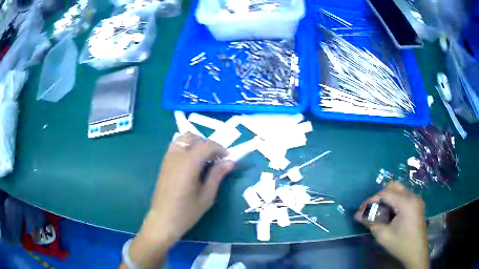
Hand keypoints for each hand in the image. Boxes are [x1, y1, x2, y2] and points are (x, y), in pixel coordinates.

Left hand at [121, 133, 234, 268]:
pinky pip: (176, 146)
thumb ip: (217, 175)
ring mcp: (168, 158)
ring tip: (204, 159)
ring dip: (196, 143)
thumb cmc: (186, 212)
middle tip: (216, 158)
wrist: (163, 220)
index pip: (207, 145)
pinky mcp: (164, 163)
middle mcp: (177, 155)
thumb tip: (230, 162)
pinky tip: (192, 162)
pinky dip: (186, 147)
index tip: (228, 158)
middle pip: (193, 137)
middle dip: (207, 143)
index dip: (220, 148)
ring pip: (182, 138)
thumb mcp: (207, 196)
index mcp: (189, 163)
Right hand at [355, 182, 428, 268]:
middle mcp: (413, 196)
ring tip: (381, 212)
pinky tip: (391, 214)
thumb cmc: (401, 244)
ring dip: (388, 198)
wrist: (416, 252)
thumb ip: (371, 223)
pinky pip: (404, 195)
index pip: (386, 193)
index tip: (362, 210)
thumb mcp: (383, 236)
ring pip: (399, 189)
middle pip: (394, 186)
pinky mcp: (417, 203)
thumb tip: (357, 215)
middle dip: (380, 196)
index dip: (372, 200)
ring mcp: (417, 199)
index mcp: (406, 202)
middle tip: (372, 209)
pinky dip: (395, 201)